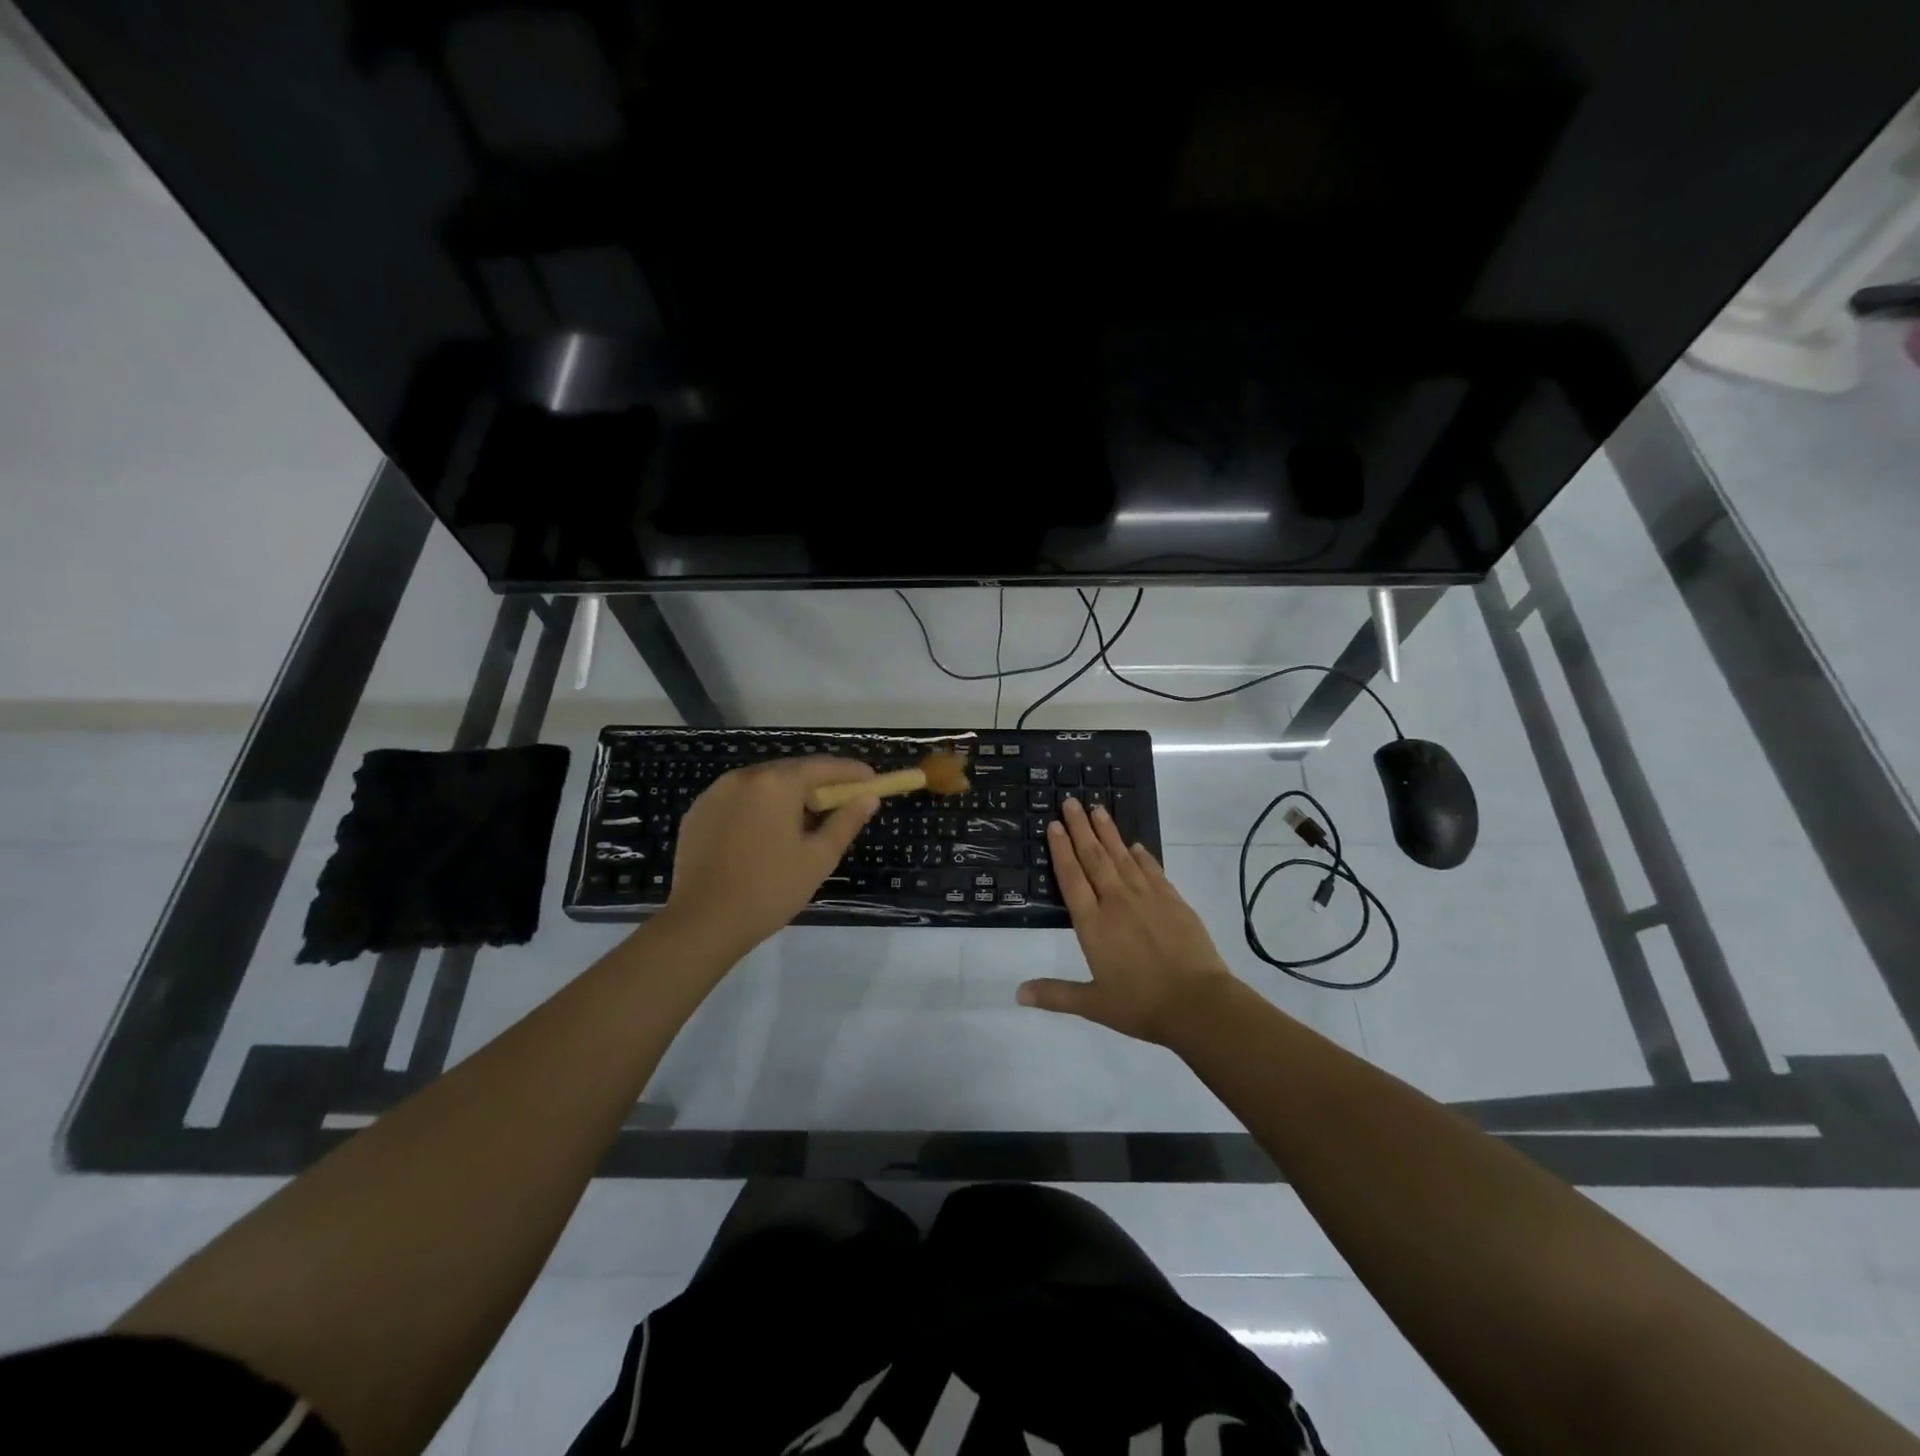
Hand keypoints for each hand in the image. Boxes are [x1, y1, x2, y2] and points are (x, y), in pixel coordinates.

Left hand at [661, 757, 878, 959]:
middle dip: (818, 784)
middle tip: (841, 803)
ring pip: (763, 784)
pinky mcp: (697, 812)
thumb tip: (868, 798)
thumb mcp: (818, 858)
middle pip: (791, 771)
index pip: (823, 766)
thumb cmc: (770, 890)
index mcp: (777, 784)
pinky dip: (759, 807)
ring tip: (803, 822)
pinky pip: (738, 799)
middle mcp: (744, 777)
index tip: (871, 780)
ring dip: (787, 795)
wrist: (702, 923)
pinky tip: (765, 833)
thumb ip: (846, 822)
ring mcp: (715, 793)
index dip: (851, 772)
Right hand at [1018, 797, 1233, 1044]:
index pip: (1071, 878)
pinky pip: (1152, 870)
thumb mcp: (1093, 1004)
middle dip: (1080, 828)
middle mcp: (1116, 902)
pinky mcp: (1173, 900)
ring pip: (1122, 857)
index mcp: (1093, 924)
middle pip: (1094, 857)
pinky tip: (1136, 845)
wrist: (1197, 1003)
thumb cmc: (1141, 1005)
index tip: (1054, 825)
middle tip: (1071, 801)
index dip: (1061, 849)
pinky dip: (1142, 855)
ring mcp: (1147, 898)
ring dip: (1108, 832)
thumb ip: (1055, 995)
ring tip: (1097, 808)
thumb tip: (1017, 993)